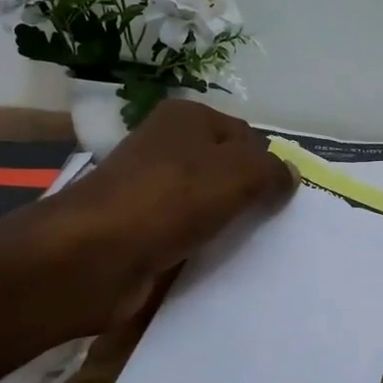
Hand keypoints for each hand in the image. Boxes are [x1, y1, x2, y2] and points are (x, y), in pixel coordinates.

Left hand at [30, 99, 296, 334]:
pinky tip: (216, 264)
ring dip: (227, 226)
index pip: (247, 136)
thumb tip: (290, 175)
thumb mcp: (238, 174)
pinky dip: (202, 248)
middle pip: (227, 170)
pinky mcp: (141, 229)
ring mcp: (150, 190)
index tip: (282, 201)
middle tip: (273, 227)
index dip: (268, 166)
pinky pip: (186, 235)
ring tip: (251, 249)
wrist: (91, 256)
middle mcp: (167, 146)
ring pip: (208, 205)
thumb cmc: (169, 200)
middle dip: (250, 198)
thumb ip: (272, 171)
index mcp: (187, 118)